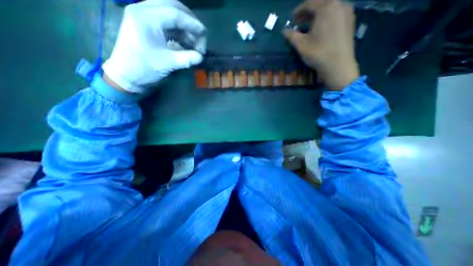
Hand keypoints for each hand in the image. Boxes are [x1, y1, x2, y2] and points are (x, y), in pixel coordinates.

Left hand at [102, 0, 206, 92]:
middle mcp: (142, 10)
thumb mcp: (166, 64)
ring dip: (184, 25)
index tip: (204, 33)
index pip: (174, 13)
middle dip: (188, 20)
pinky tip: (185, 41)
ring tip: (194, 40)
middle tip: (200, 33)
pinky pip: (165, 21)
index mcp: (146, 18)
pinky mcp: (146, 24)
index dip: (192, 23)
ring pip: (169, 12)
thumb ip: (185, 59)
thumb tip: (201, 57)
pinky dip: (178, 30)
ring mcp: (143, 16)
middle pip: (171, 5)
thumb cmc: (144, 68)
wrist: (126, 74)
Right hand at [285, 0, 358, 89]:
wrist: (338, 65)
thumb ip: (291, 35)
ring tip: (308, 26)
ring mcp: (347, 12)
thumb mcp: (301, 45)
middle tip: (299, 22)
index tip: (291, 18)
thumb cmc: (318, 53)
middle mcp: (339, 4)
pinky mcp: (350, 21)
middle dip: (308, 11)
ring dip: (317, 15)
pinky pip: (336, 13)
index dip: (298, 10)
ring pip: (329, 8)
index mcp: (326, 7)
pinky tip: (320, 29)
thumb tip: (283, 31)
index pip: (310, 3)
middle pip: (321, 3)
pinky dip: (326, 18)